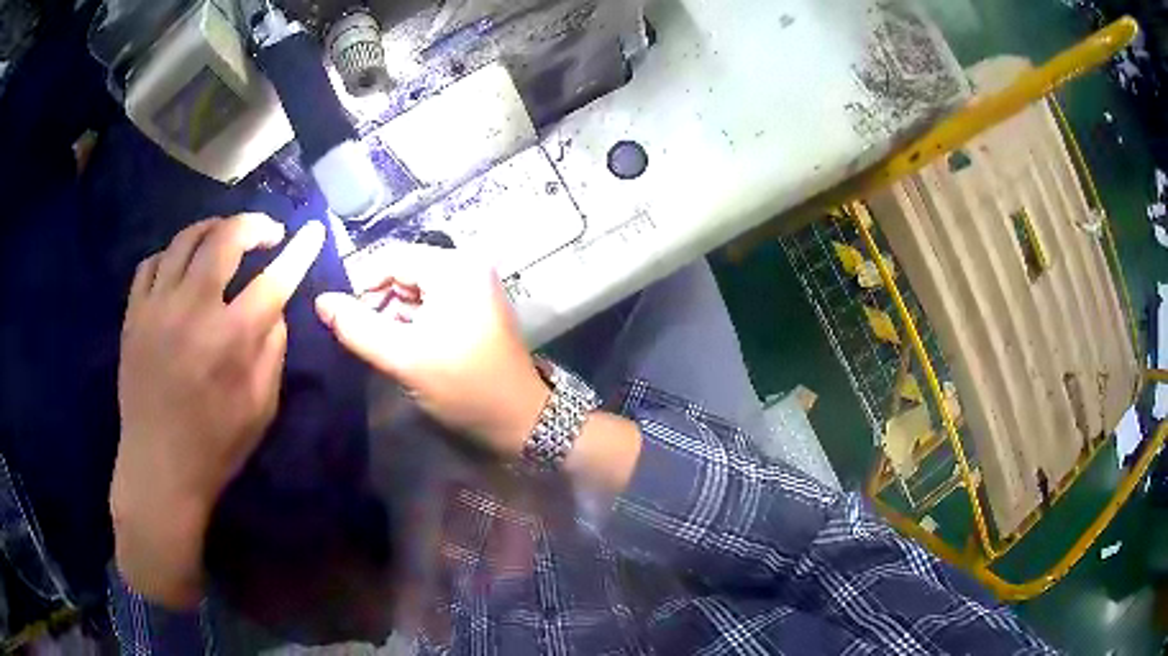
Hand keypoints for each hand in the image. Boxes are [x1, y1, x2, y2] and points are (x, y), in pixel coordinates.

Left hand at [112, 215, 324, 608]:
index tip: (314, 230)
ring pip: (185, 239)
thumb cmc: (215, 445)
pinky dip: (171, 254)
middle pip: (225, 238)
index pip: (275, 278)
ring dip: (212, 228)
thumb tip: (275, 306)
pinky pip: (151, 262)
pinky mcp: (134, 315)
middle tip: (266, 232)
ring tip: (224, 236)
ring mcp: (157, 307)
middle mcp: (193, 309)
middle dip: (253, 225)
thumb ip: (273, 350)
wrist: (159, 468)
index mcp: (231, 339)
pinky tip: (180, 267)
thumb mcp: (261, 408)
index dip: (299, 250)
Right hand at [315, 244, 548, 457]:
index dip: (361, 286)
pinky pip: (431, 301)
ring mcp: (474, 284)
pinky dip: (412, 320)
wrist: (520, 418)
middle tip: (368, 340)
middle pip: (402, 271)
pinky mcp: (475, 304)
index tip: (344, 321)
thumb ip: (357, 328)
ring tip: (387, 348)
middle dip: (379, 303)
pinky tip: (406, 347)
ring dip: (394, 315)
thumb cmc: (464, 387)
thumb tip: (321, 302)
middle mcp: (467, 265)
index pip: (390, 258)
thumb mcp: (404, 358)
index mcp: (454, 267)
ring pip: (414, 288)